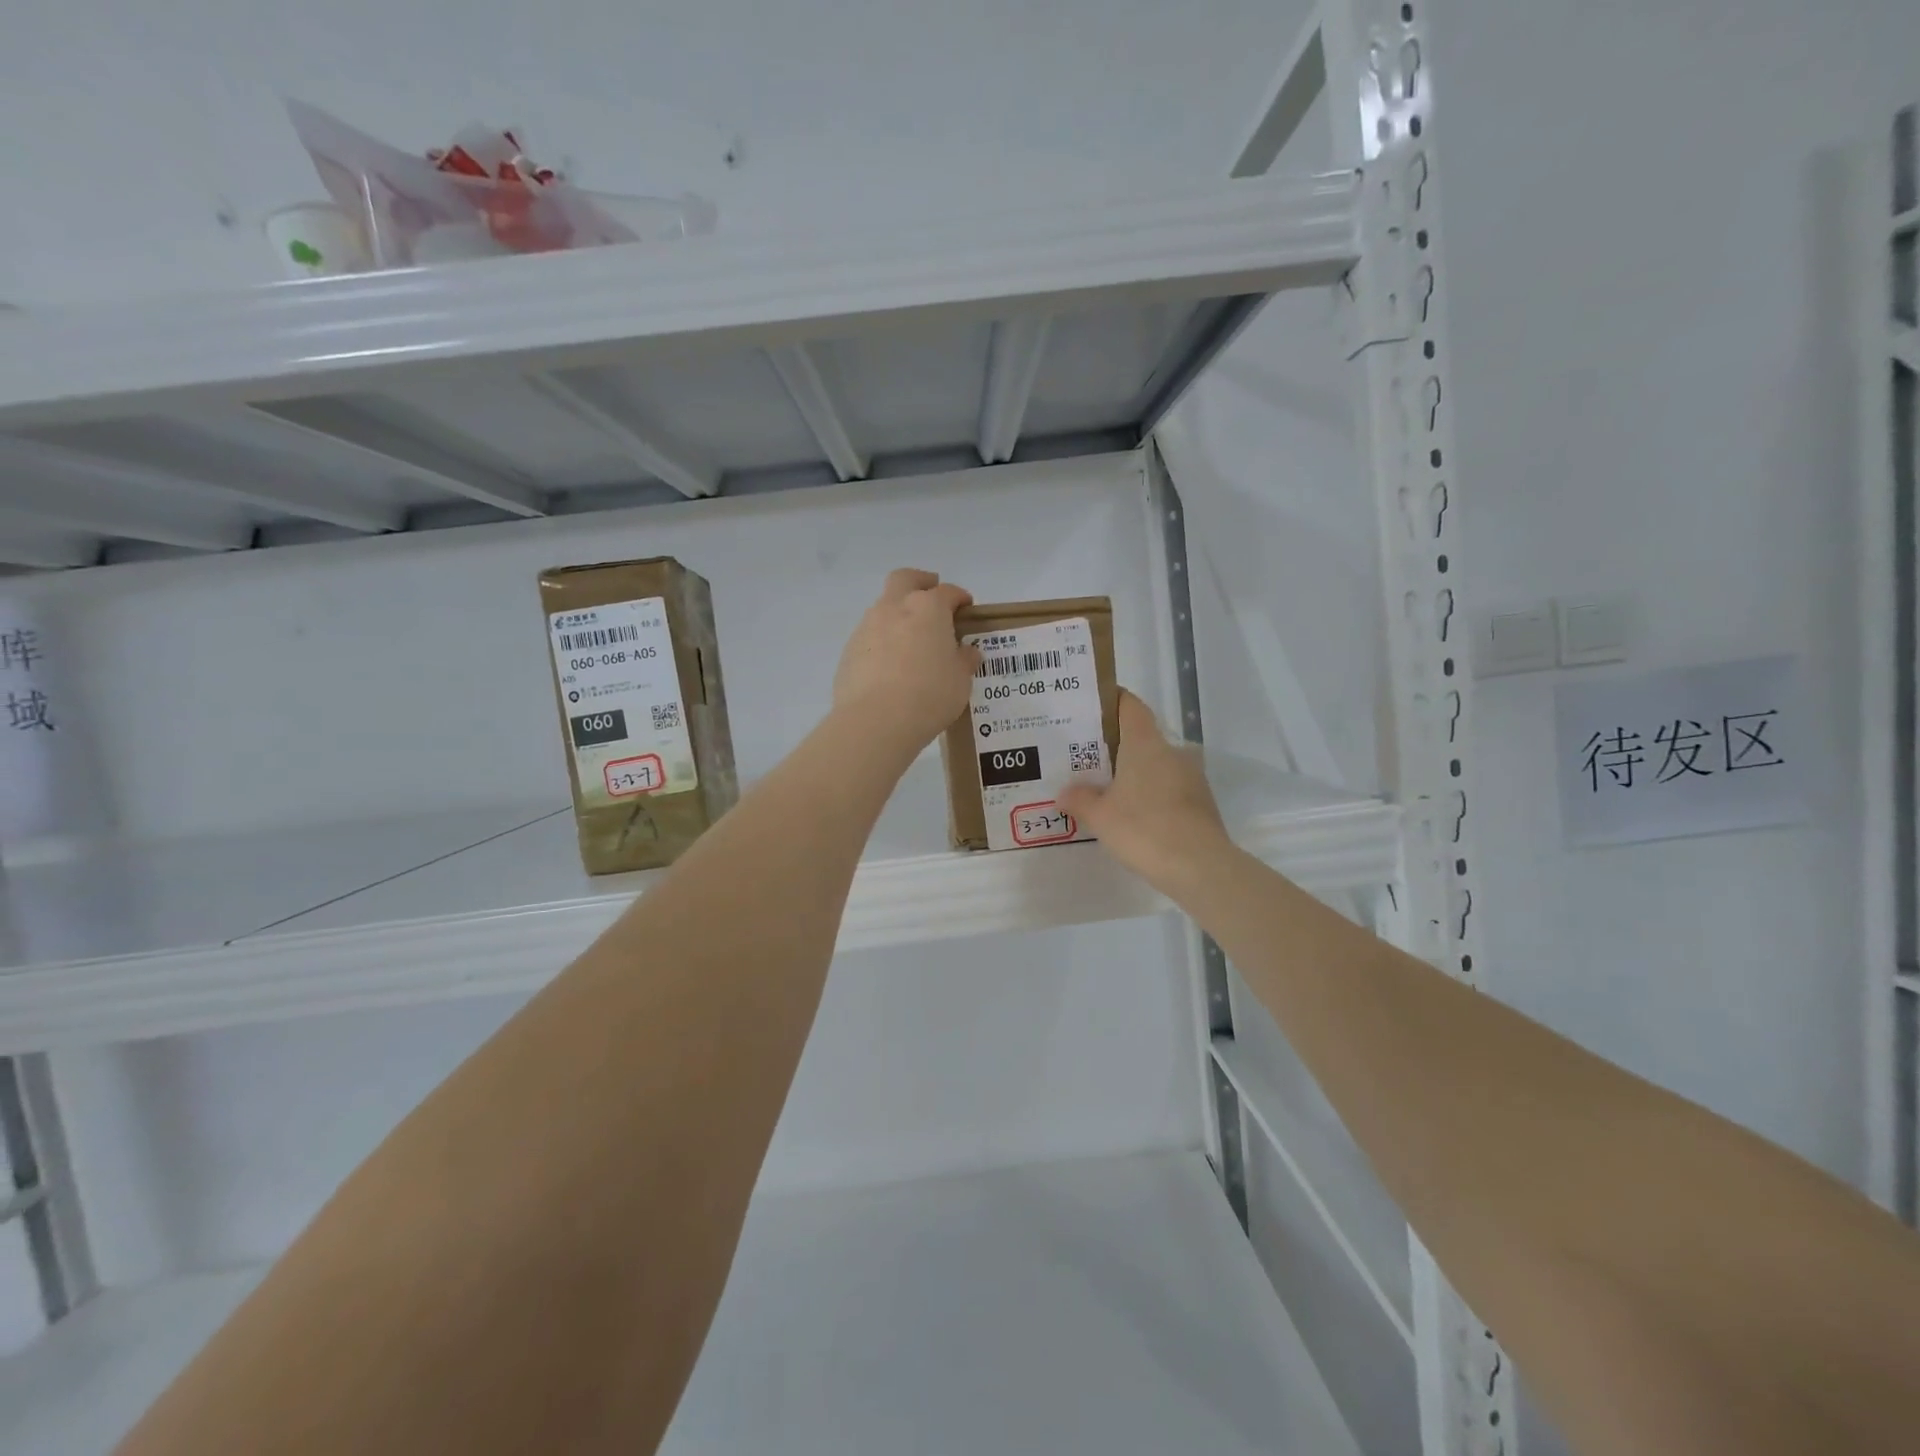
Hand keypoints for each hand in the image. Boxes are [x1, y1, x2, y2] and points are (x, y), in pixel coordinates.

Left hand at [833, 569, 981, 755]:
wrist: (876, 721)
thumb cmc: (929, 695)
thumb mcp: (960, 681)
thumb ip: (964, 661)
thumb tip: (967, 652)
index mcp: (928, 608)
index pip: (948, 592)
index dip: (960, 598)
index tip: (967, 608)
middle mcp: (894, 608)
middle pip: (905, 579)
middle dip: (920, 582)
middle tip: (932, 596)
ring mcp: (867, 627)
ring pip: (884, 607)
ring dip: (898, 615)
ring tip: (911, 642)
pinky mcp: (849, 650)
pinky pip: (870, 636)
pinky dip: (882, 642)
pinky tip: (890, 666)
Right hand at [1061, 689, 1230, 893]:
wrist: (1199, 867)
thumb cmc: (1143, 829)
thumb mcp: (1100, 816)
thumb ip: (1079, 799)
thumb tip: (1064, 792)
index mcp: (1145, 744)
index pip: (1130, 706)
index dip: (1111, 701)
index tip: (1091, 708)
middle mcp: (1172, 752)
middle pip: (1141, 737)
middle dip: (1115, 745)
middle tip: (1086, 758)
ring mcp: (1191, 777)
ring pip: (1156, 765)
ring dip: (1134, 773)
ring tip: (1106, 790)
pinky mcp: (1201, 803)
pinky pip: (1169, 788)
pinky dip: (1150, 795)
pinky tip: (1133, 816)